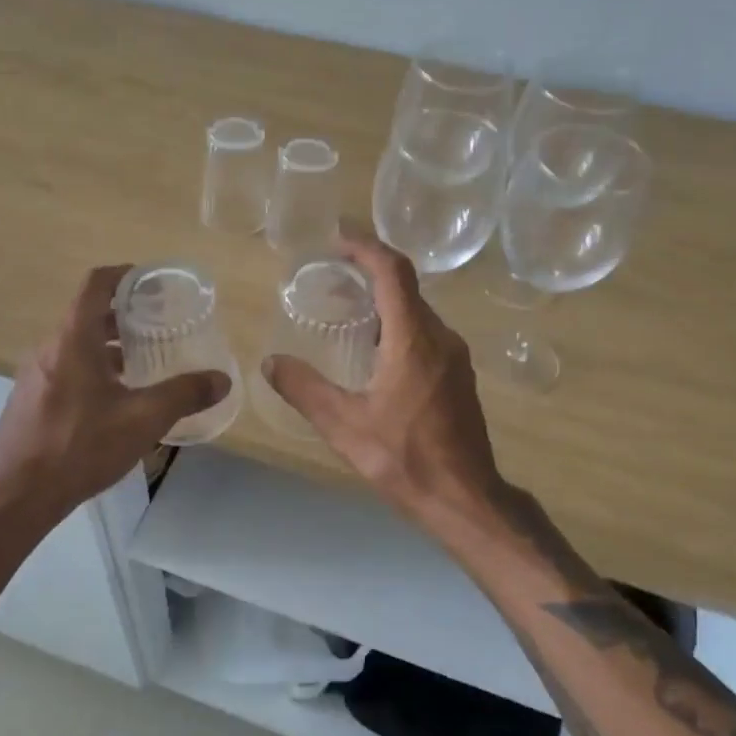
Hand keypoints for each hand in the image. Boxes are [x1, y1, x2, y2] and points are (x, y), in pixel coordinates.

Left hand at [0, 265, 229, 537]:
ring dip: (109, 345)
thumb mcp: (142, 420)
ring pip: (77, 344)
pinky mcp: (30, 400)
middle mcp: (49, 348)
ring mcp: (35, 375)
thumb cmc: (79, 447)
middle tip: (160, 324)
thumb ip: (184, 395)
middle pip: (87, 314)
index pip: (95, 284)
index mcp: (73, 340)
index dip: (124, 275)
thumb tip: (221, 379)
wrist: (14, 497)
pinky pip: (66, 368)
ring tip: (144, 361)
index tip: (153, 282)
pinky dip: (94, 368)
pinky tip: (116, 399)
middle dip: (124, 314)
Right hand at [263, 232, 505, 527]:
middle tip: (329, 274)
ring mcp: (455, 357)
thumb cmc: (405, 459)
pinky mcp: (458, 376)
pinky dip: (397, 325)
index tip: (337, 236)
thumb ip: (304, 389)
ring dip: (383, 301)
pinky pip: (425, 333)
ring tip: (345, 308)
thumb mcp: (344, 425)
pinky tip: (373, 350)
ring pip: (416, 311)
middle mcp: (440, 337)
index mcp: (413, 339)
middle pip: (405, 287)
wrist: (464, 498)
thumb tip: (270, 362)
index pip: (392, 271)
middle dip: (368, 272)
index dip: (365, 246)